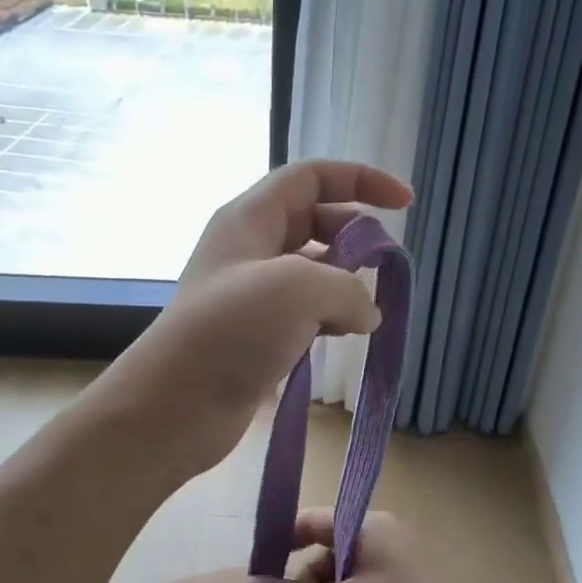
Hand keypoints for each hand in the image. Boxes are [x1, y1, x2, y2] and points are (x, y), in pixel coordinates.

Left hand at [100, 161, 412, 474]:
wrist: (176, 405)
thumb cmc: (232, 331)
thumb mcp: (300, 290)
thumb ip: (349, 287)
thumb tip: (367, 312)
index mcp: (250, 218)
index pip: (311, 177)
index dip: (360, 179)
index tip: (406, 203)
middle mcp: (249, 248)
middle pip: (314, 221)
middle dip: (355, 236)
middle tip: (386, 265)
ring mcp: (250, 294)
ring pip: (311, 271)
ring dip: (345, 283)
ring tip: (368, 309)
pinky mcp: (255, 335)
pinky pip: (303, 312)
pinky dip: (330, 317)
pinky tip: (346, 335)